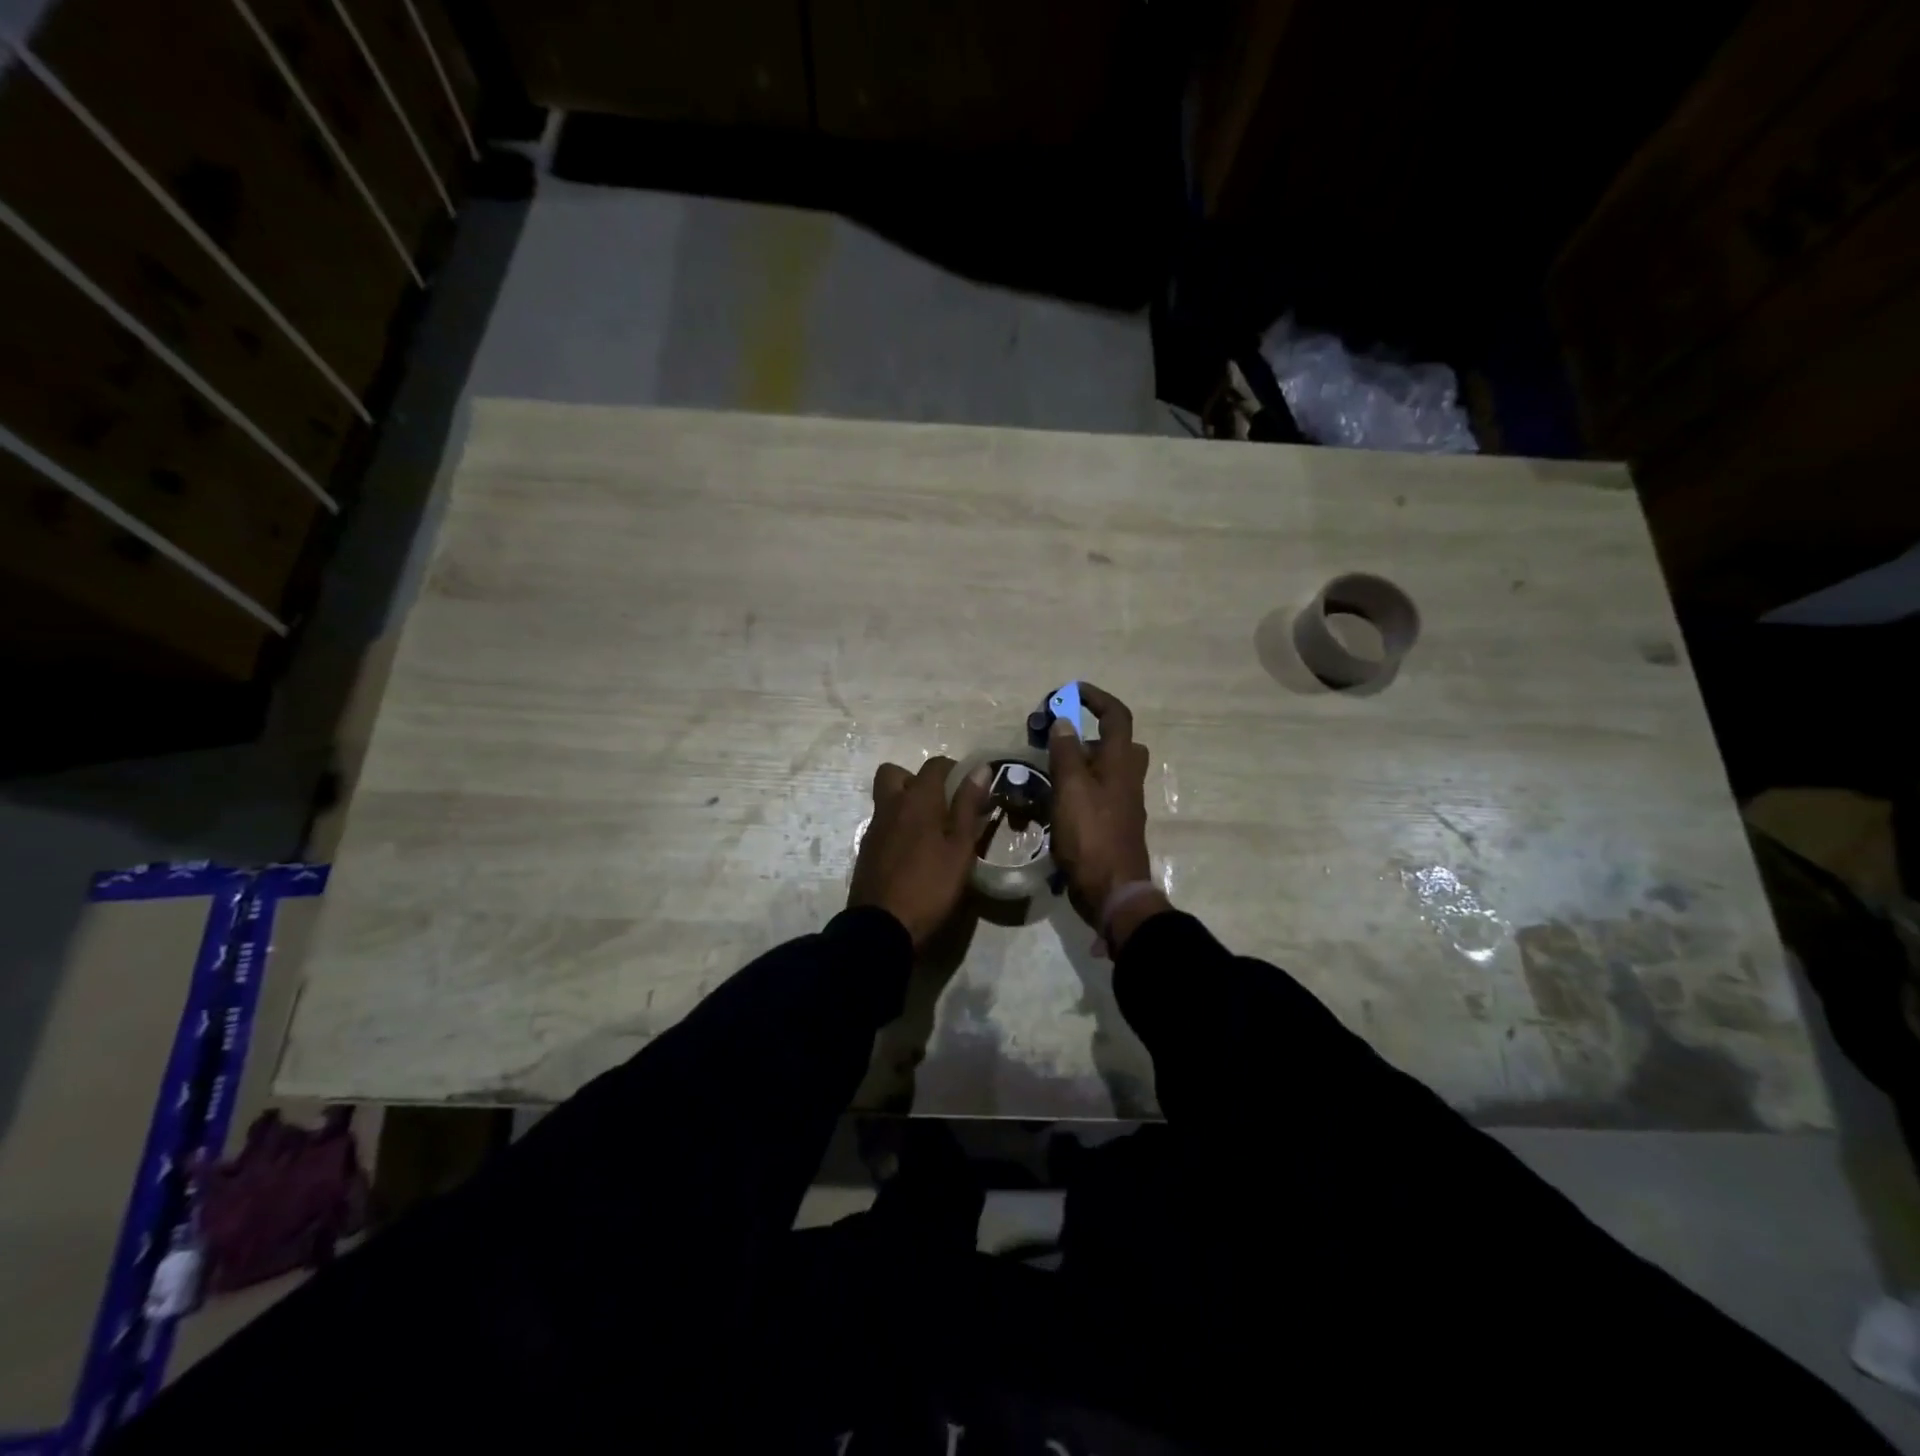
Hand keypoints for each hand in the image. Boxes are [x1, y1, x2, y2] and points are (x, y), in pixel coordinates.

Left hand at [849, 757, 990, 946]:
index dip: (953, 769)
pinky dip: (897, 826)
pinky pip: (883, 823)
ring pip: (887, 799)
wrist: (882, 926)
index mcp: (917, 800)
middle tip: (939, 802)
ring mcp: (874, 828)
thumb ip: (968, 806)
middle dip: (916, 779)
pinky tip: (914, 852)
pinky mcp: (866, 850)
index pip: (934, 765)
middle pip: (895, 773)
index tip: (970, 787)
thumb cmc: (930, 885)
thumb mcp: (961, 848)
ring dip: (906, 803)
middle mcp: (890, 805)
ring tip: (931, 830)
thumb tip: (979, 769)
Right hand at [1047, 684, 1161, 940]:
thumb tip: (1064, 723)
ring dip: (1076, 763)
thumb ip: (1066, 753)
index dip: (1096, 698)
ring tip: (1044, 772)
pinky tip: (1048, 804)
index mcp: (1121, 763)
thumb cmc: (1091, 835)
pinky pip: (1094, 794)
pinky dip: (1074, 790)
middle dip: (1084, 735)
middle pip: (1112, 743)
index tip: (1069, 693)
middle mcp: (1126, 778)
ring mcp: (1121, 803)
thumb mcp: (1071, 789)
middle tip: (1055, 740)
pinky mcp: (1111, 823)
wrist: (1112, 890)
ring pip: (1101, 770)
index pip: (1117, 716)